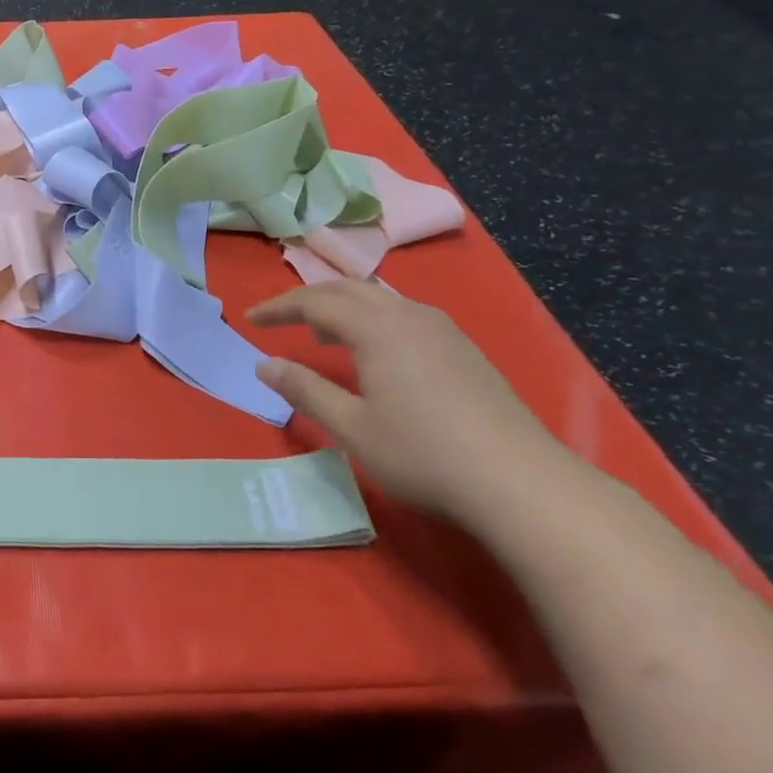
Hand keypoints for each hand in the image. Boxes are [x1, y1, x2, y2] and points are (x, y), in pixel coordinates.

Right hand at [249, 281, 569, 524]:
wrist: (522, 483)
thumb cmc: (424, 454)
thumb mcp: (352, 427)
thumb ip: (304, 390)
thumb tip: (264, 364)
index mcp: (377, 328)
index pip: (315, 301)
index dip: (278, 307)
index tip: (249, 319)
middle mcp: (409, 316)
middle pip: (348, 289)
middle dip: (308, 299)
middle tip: (279, 319)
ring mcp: (443, 330)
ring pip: (380, 299)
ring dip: (343, 307)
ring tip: (322, 335)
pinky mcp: (464, 350)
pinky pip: (404, 315)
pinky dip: (372, 320)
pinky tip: (375, 354)